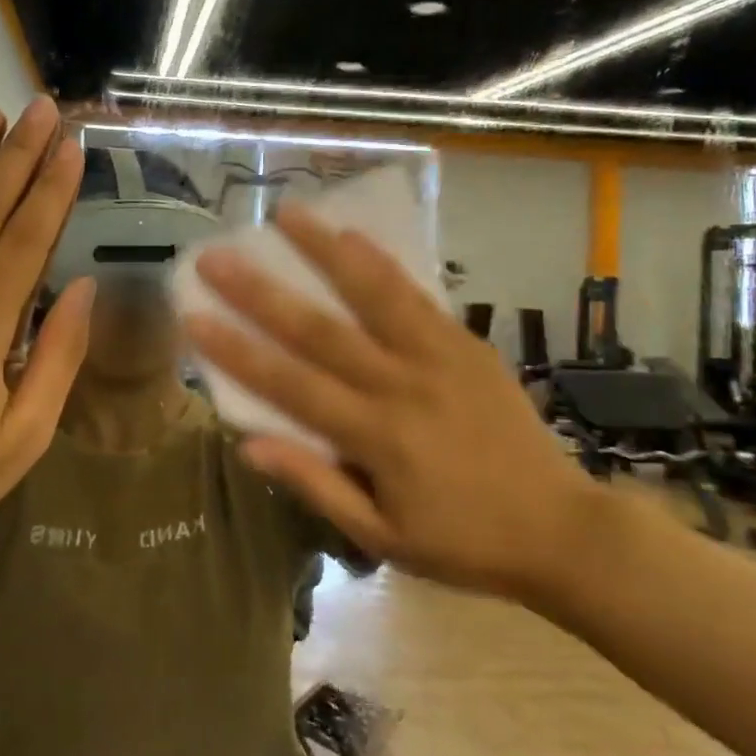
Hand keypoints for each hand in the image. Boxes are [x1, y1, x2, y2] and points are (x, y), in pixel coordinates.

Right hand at [183, 203, 590, 602]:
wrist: (561, 528)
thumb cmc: (462, 541)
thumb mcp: (382, 537)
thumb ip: (317, 485)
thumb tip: (249, 444)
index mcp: (377, 437)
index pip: (291, 385)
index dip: (237, 350)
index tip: (194, 315)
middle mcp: (402, 385)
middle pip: (320, 330)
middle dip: (261, 290)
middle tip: (217, 254)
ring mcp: (439, 357)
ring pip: (373, 294)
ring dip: (325, 250)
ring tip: (287, 213)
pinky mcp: (466, 344)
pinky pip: (417, 296)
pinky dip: (382, 263)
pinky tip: (354, 235)